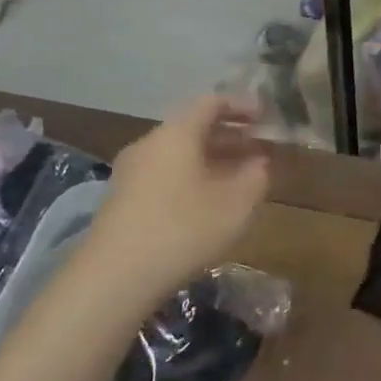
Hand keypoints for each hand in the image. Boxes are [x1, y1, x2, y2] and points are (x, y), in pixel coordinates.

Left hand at [82, 95, 270, 298]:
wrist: (114, 278)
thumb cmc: (183, 230)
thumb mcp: (236, 204)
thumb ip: (256, 176)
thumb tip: (259, 162)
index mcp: (177, 133)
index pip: (212, 102)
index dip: (242, 106)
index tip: (266, 118)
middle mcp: (150, 143)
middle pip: (194, 126)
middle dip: (230, 135)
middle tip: (259, 148)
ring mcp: (131, 171)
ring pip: (179, 153)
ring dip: (212, 159)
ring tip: (239, 177)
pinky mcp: (122, 199)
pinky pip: (165, 173)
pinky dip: (192, 176)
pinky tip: (208, 202)